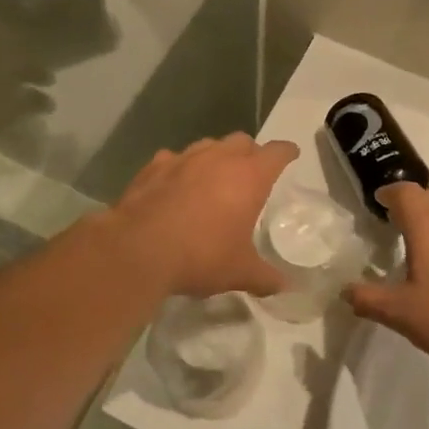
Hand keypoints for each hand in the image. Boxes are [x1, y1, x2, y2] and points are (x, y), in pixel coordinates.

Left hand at [108, 134, 300, 298]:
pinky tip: (175, 186)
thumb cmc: (200, 256)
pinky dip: (181, 168)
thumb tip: (284, 286)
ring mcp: (183, 158)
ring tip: (214, 178)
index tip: (291, 155)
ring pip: (208, 145)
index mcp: (249, 176)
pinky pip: (174, 159)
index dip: (287, 152)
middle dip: (250, 153)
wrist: (137, 250)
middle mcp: (218, 158)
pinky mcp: (153, 166)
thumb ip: (265, 277)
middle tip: (251, 173)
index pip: (277, 152)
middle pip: (242, 141)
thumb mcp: (239, 272)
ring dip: (216, 156)